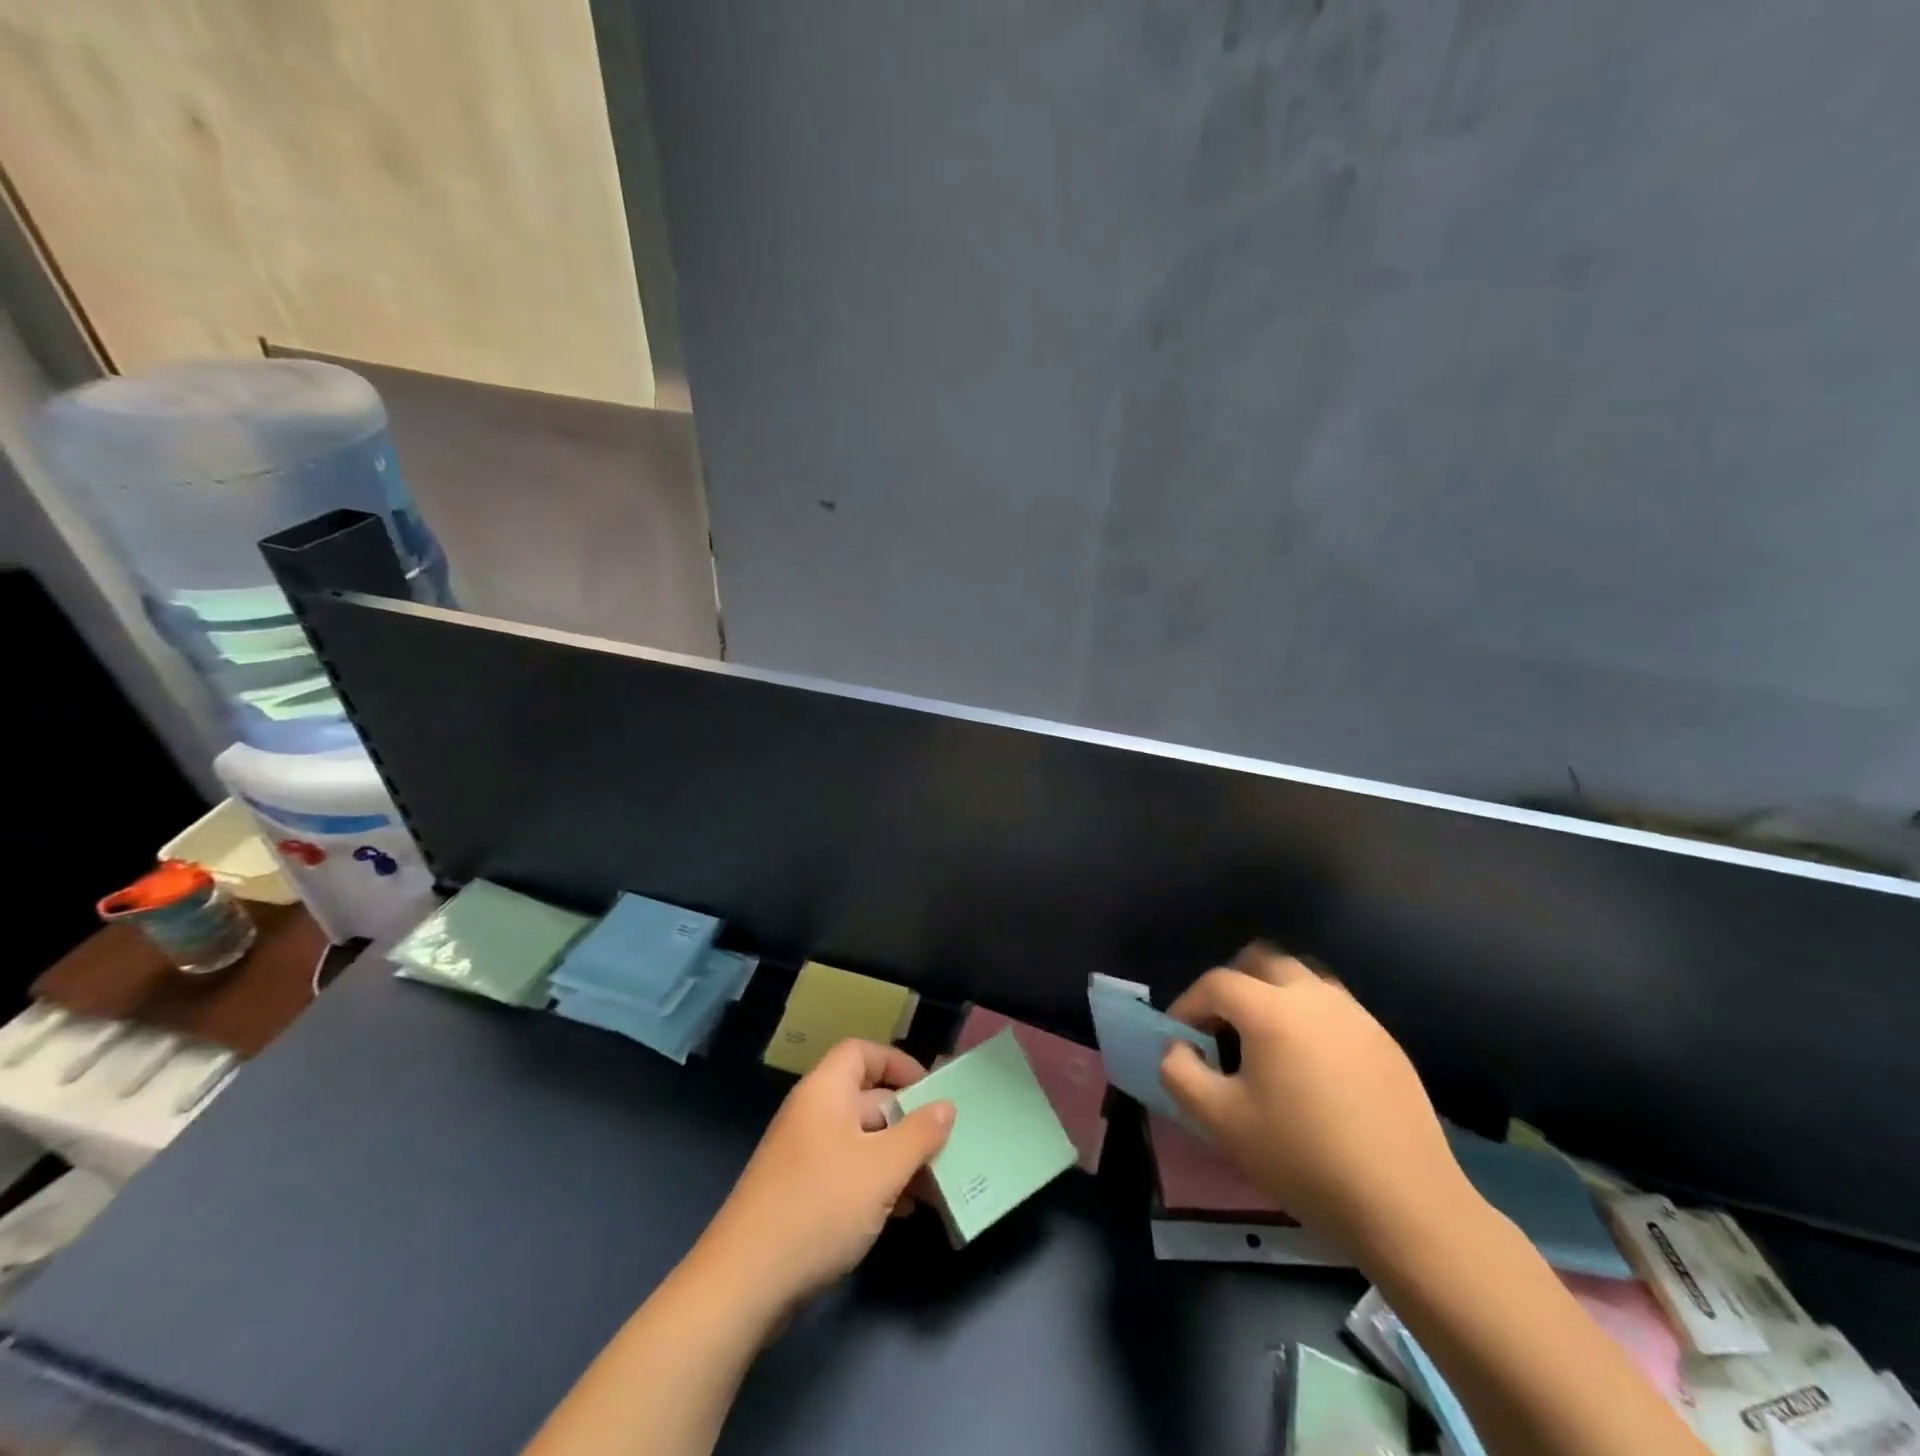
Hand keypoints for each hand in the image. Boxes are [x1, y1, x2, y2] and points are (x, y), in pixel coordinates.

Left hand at [696, 1039, 953, 1314]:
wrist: (744, 1282)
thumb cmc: (820, 1206)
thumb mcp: (882, 1168)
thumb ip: (919, 1134)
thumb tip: (945, 1106)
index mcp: (825, 1091)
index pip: (862, 1052)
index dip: (897, 1062)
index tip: (930, 1090)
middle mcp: (812, 1113)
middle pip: (867, 1098)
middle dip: (907, 1120)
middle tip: (944, 1145)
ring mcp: (803, 1155)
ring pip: (861, 1140)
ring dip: (897, 1157)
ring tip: (932, 1186)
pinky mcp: (799, 1193)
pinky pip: (847, 1171)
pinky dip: (876, 1182)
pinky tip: (901, 1211)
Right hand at [1158, 945, 1468, 1256]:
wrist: (1407, 1207)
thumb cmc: (1302, 1159)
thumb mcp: (1221, 1122)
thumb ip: (1181, 1074)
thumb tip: (1177, 1048)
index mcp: (1271, 1009)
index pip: (1216, 983)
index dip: (1188, 1004)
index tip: (1180, 1038)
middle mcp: (1314, 996)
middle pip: (1262, 960)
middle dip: (1233, 985)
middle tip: (1222, 1027)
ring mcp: (1356, 1015)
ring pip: (1303, 978)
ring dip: (1274, 995)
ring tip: (1265, 1042)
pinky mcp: (1385, 1041)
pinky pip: (1334, 1008)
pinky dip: (1309, 1018)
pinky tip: (1311, 1068)